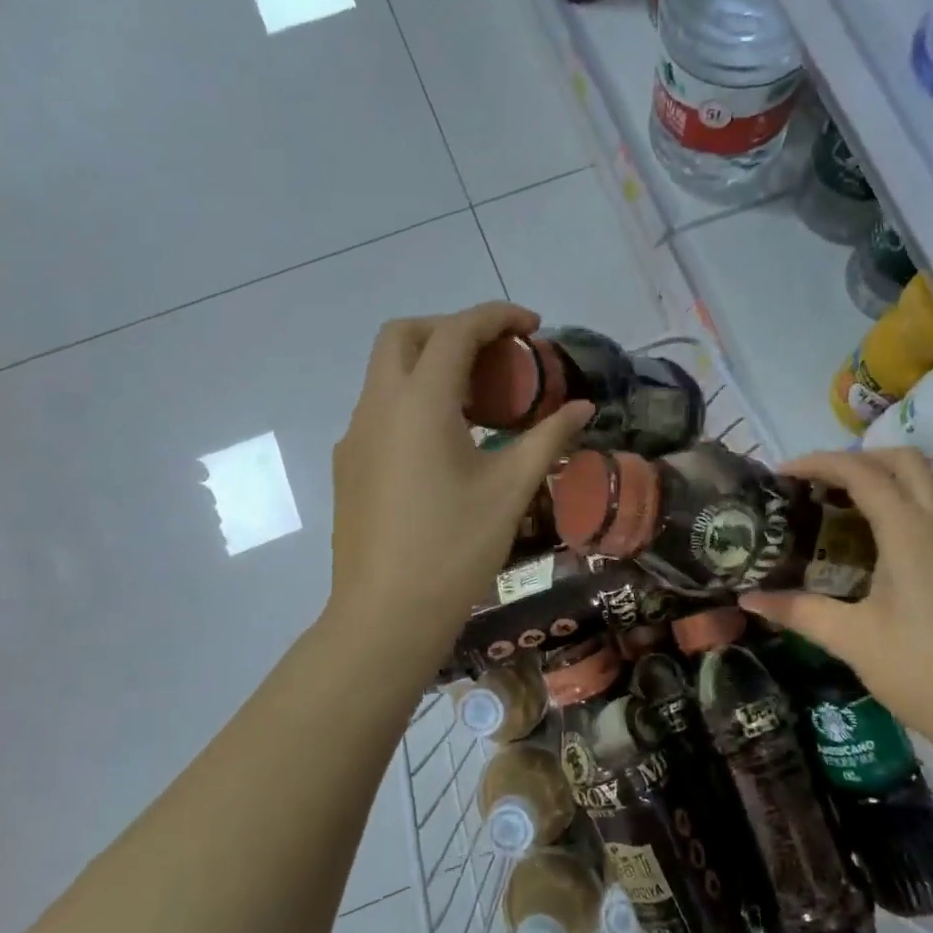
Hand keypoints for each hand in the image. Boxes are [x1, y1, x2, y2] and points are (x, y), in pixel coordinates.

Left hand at [327, 303, 590, 676]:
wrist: (386, 615)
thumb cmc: (455, 547)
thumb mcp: (511, 488)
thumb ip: (548, 437)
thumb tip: (582, 408)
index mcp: (419, 402)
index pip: (456, 331)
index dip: (497, 317)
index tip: (533, 326)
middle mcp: (378, 406)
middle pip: (404, 335)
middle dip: (451, 329)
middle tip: (496, 356)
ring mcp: (356, 436)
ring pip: (387, 372)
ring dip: (430, 365)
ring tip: (480, 401)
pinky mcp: (350, 464)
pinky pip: (381, 410)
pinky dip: (414, 401)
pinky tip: (447, 444)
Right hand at [740, 447, 932, 772]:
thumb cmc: (925, 672)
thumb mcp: (853, 640)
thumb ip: (799, 611)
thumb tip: (748, 598)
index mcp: (909, 531)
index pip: (861, 472)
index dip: (817, 463)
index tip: (780, 474)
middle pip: (902, 460)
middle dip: (856, 459)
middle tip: (815, 483)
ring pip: (921, 484)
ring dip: (879, 481)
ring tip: (834, 508)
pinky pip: (930, 513)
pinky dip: (896, 506)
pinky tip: (869, 545)